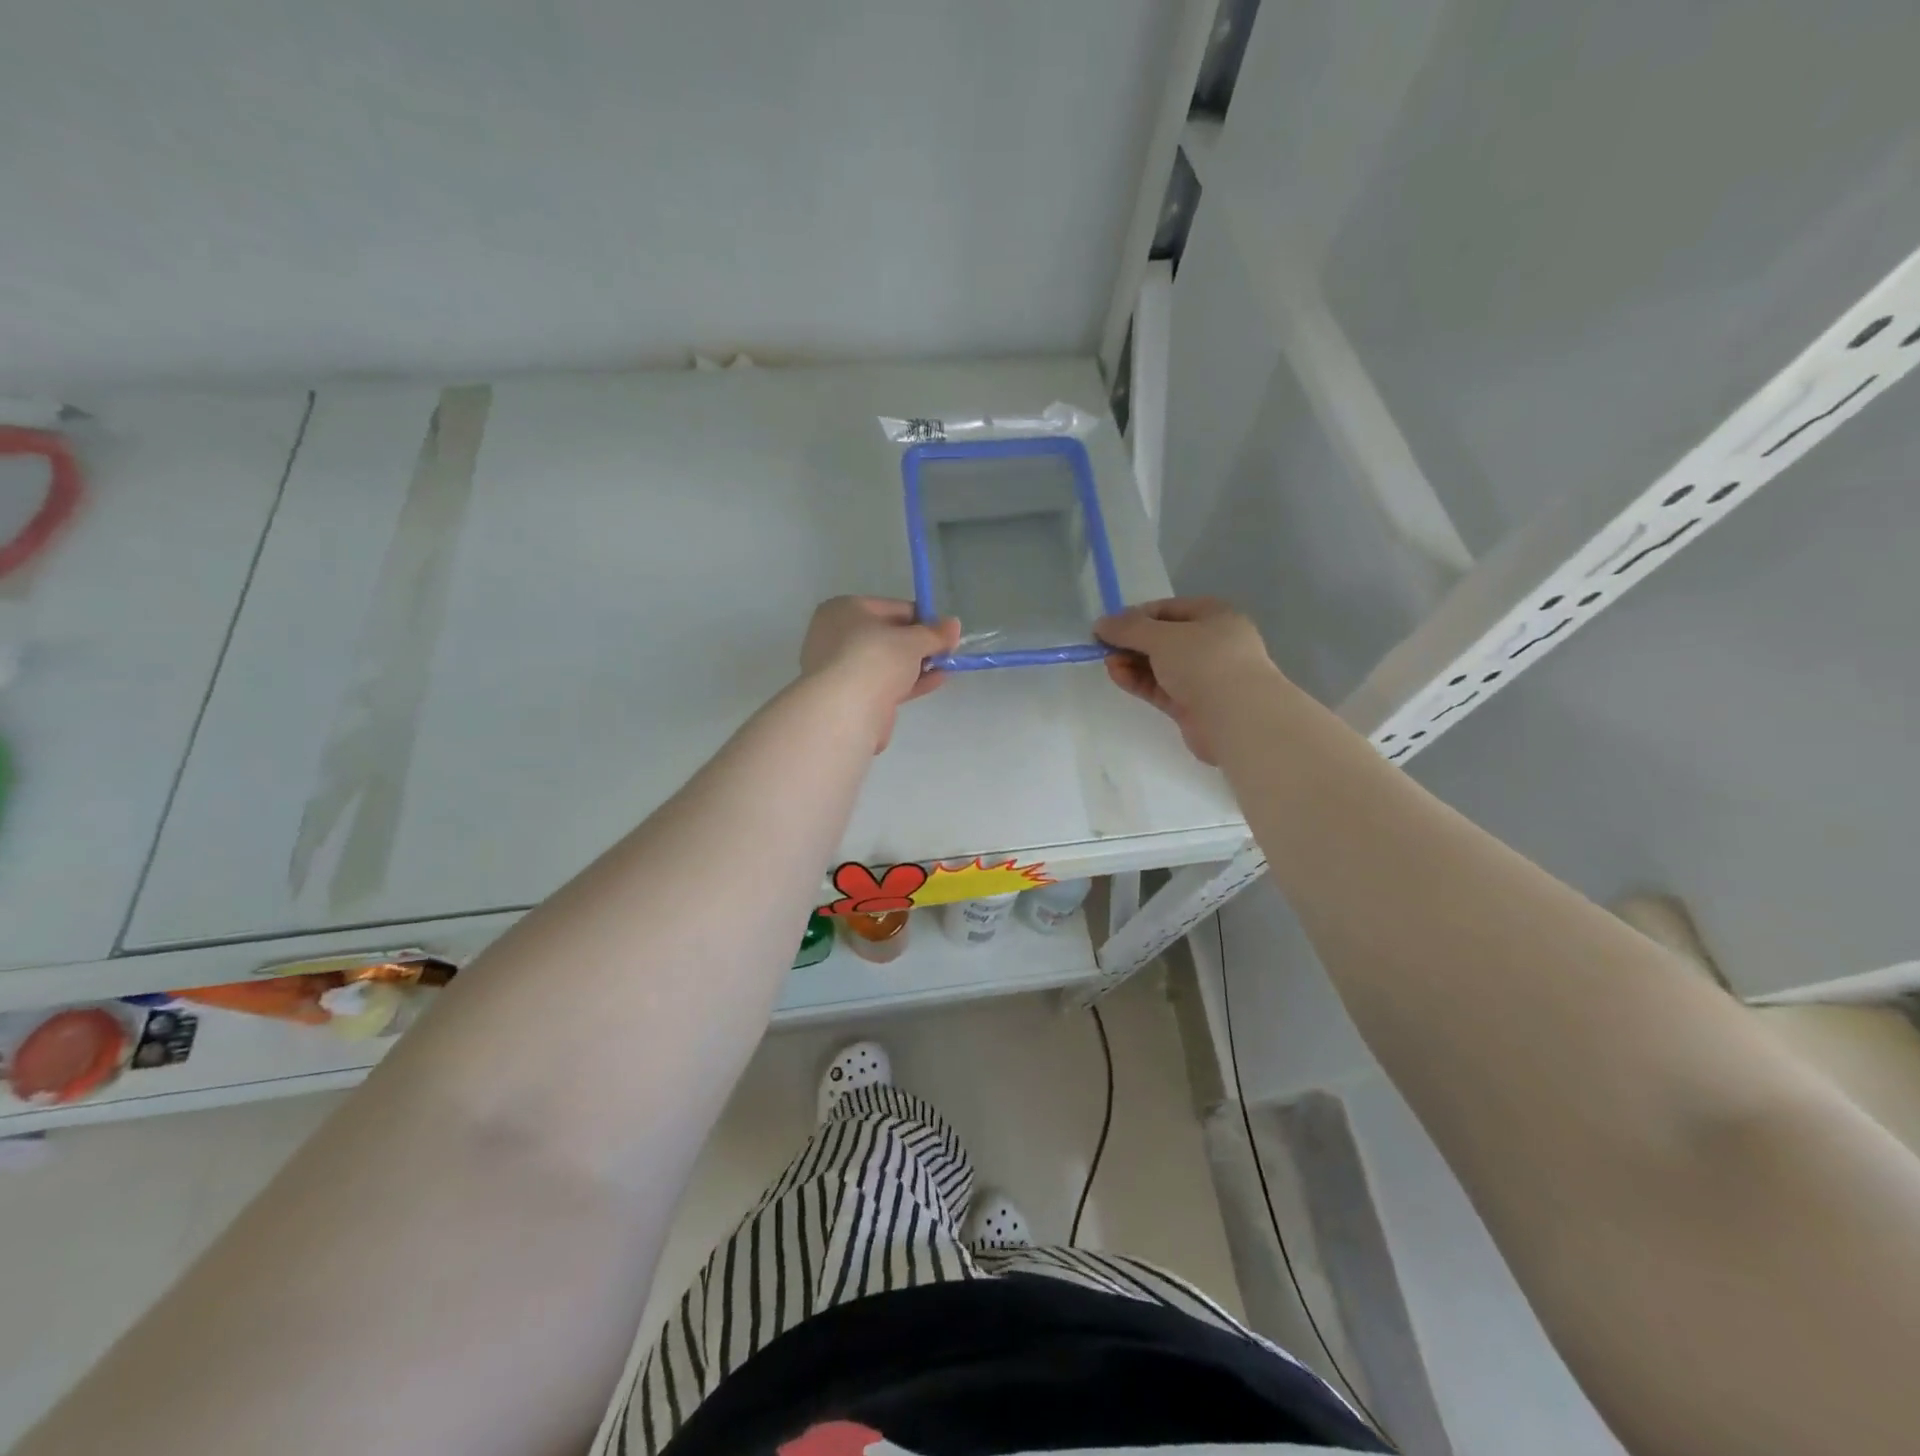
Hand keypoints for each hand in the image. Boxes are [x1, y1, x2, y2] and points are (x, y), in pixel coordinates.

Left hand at [801, 596, 961, 751]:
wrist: (846, 711)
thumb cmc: (876, 659)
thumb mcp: (913, 640)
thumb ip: (935, 633)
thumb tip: (953, 625)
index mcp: (844, 610)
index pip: (892, 608)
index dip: (922, 618)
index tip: (946, 631)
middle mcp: (837, 635)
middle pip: (889, 636)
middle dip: (920, 644)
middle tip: (947, 650)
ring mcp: (842, 668)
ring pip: (887, 662)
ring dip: (917, 664)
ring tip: (947, 666)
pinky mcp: (851, 696)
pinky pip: (885, 683)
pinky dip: (909, 682)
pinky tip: (936, 681)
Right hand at [1094, 598, 1276, 764]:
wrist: (1237, 718)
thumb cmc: (1204, 662)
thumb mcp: (1162, 637)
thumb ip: (1129, 628)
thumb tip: (1101, 624)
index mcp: (1213, 615)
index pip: (1167, 609)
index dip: (1136, 616)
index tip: (1108, 627)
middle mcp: (1211, 643)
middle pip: (1163, 638)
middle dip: (1132, 642)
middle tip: (1103, 647)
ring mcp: (1203, 676)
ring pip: (1160, 665)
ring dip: (1132, 662)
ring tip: (1108, 663)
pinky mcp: (1193, 705)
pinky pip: (1160, 687)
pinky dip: (1139, 681)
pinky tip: (1118, 676)